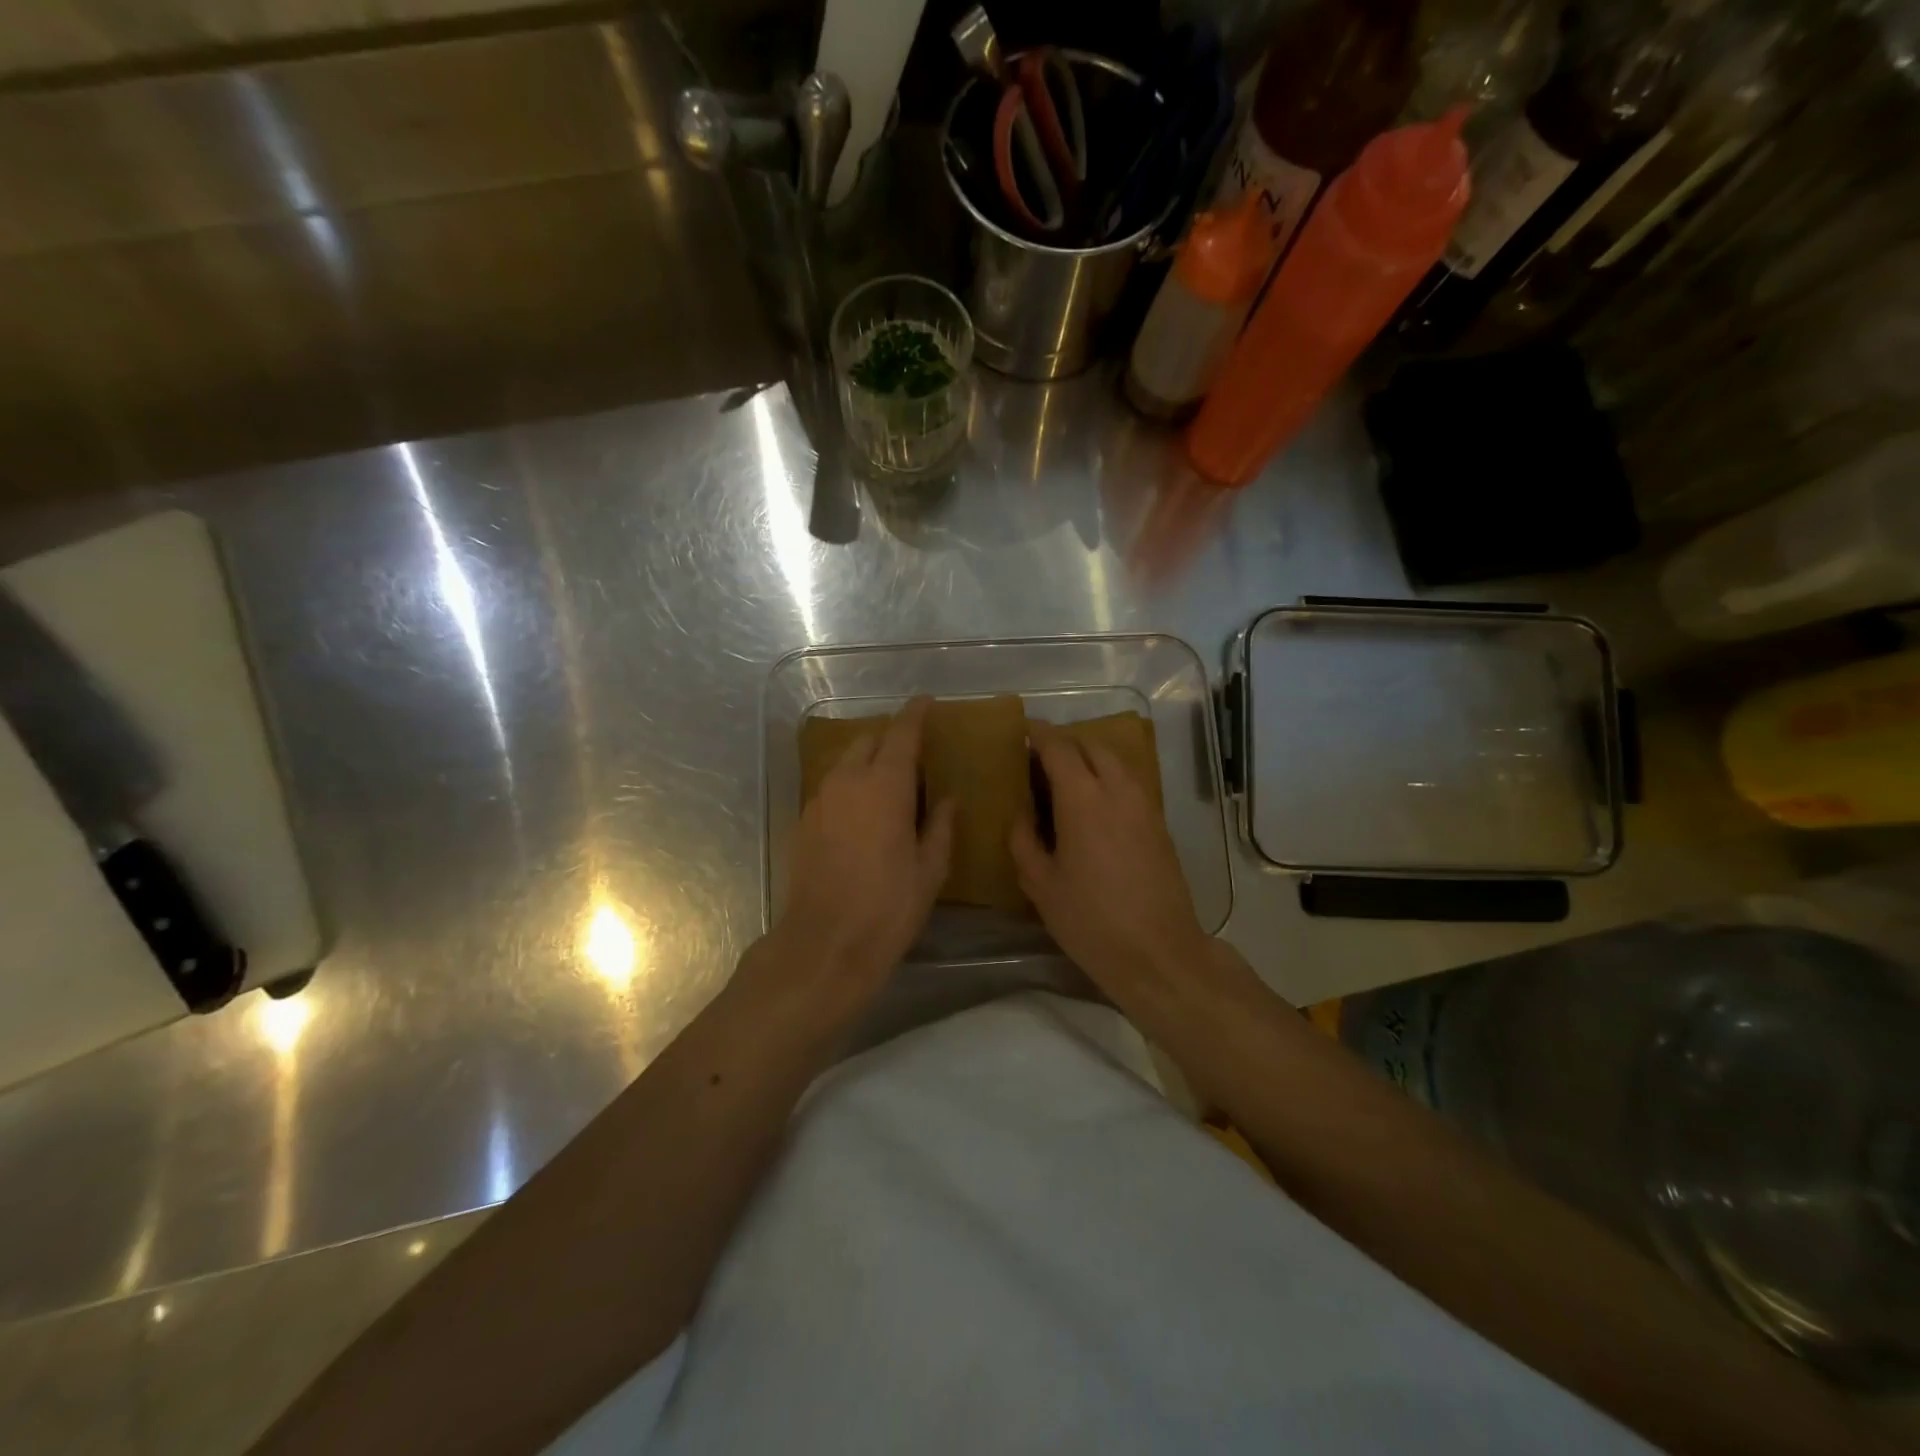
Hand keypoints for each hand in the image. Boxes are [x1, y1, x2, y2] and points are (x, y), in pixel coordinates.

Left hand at [771, 697, 954, 999]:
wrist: (824, 944)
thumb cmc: (888, 907)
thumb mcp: (929, 870)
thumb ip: (940, 826)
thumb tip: (947, 800)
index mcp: (884, 786)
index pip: (901, 734)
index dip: (915, 714)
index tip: (926, 702)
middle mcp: (847, 782)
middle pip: (868, 741)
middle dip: (890, 737)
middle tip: (913, 752)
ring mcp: (820, 800)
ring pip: (845, 761)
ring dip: (868, 759)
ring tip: (890, 781)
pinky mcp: (804, 821)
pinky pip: (831, 785)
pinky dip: (850, 783)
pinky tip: (864, 810)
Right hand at [1010, 720, 1209, 992]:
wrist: (1157, 952)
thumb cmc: (1090, 920)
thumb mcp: (1040, 884)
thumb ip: (1023, 839)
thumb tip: (1022, 814)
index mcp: (1082, 798)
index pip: (1059, 747)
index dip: (1038, 735)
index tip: (1022, 733)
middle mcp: (1117, 789)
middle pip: (1091, 745)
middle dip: (1065, 743)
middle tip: (1040, 760)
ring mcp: (1144, 804)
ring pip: (1115, 761)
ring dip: (1089, 758)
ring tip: (1065, 780)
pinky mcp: (1159, 823)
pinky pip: (1130, 782)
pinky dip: (1108, 777)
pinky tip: (1093, 805)